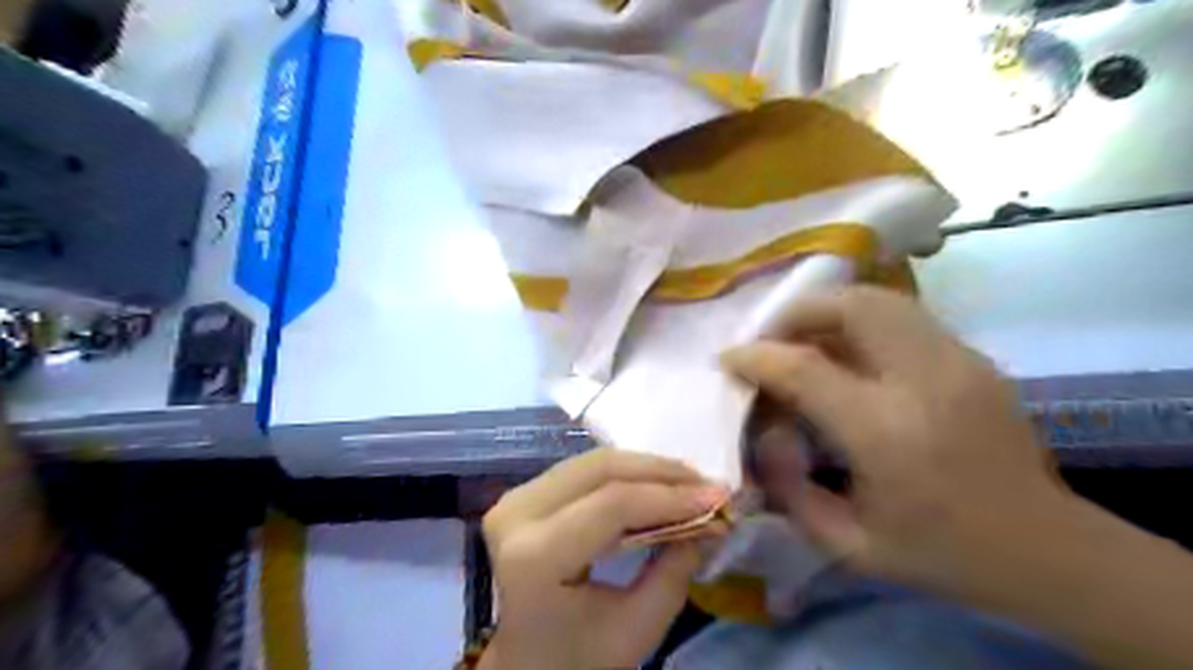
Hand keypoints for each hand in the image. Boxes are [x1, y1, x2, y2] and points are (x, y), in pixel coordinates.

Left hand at [478, 447, 722, 669]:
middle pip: (601, 469)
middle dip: (663, 472)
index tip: (718, 499)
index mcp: (533, 558)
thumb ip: (675, 570)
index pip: (611, 505)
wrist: (525, 660)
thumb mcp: (636, 629)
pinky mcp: (523, 493)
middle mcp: (515, 514)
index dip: (669, 496)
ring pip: (594, 461)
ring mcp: (515, 497)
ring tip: (690, 484)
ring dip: (647, 468)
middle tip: (709, 486)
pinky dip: (626, 473)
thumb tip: (711, 520)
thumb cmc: (578, 658)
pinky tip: (657, 484)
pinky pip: (584, 469)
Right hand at [721, 288, 1066, 596]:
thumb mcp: (846, 543)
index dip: (757, 356)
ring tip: (804, 338)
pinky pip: (903, 316)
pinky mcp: (973, 357)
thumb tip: (762, 434)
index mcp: (887, 432)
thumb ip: (787, 488)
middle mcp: (925, 381)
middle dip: (797, 313)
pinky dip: (861, 320)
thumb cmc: (939, 552)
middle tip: (771, 339)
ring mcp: (958, 361)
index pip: (805, 368)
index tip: (729, 359)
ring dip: (829, 310)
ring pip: (881, 299)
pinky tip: (848, 353)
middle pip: (851, 306)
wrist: (1045, 550)